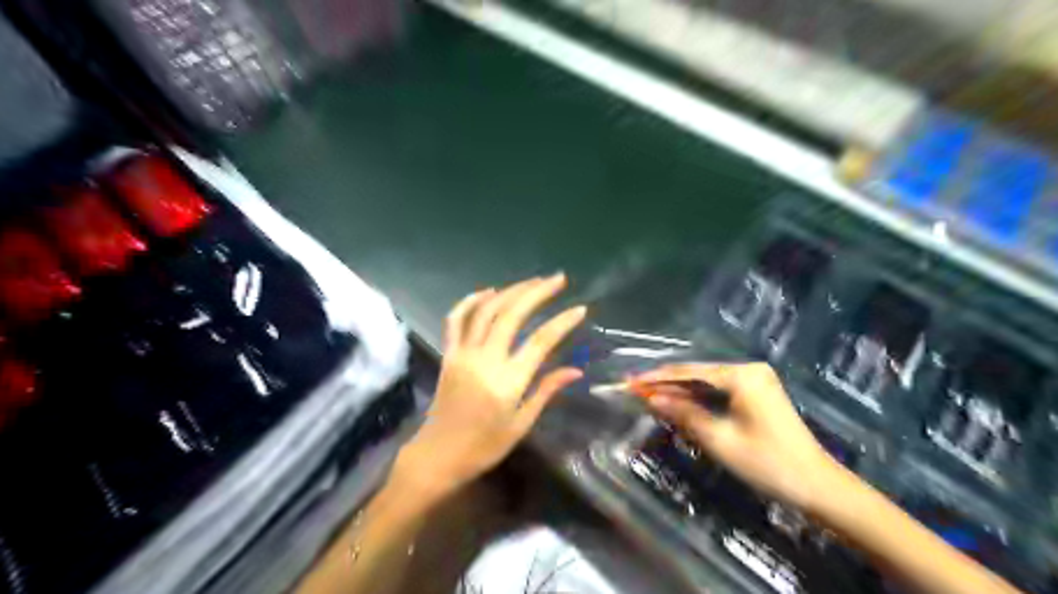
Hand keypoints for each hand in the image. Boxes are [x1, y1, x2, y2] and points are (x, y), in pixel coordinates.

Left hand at [397, 276, 586, 497]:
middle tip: (557, 279)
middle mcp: (485, 360)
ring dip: (510, 291)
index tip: (579, 308)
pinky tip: (488, 291)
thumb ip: (546, 391)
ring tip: (532, 281)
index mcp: (508, 381)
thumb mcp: (521, 424)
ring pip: (486, 311)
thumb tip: (575, 370)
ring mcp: (463, 354)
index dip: (562, 322)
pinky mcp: (448, 354)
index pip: (540, 341)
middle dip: (537, 292)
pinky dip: (470, 301)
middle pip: (512, 315)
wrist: (438, 455)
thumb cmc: (484, 446)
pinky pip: (456, 320)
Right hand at [635, 363, 843, 511]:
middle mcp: (748, 369)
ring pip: (706, 382)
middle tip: (635, 390)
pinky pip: (719, 391)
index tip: (630, 382)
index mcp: (741, 375)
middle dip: (666, 384)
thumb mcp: (719, 439)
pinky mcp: (758, 392)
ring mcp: (755, 379)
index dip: (656, 378)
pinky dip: (698, 399)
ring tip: (649, 397)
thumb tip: (651, 399)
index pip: (688, 372)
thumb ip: (683, 413)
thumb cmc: (767, 462)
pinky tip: (678, 403)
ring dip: (680, 392)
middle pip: (697, 374)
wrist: (818, 485)